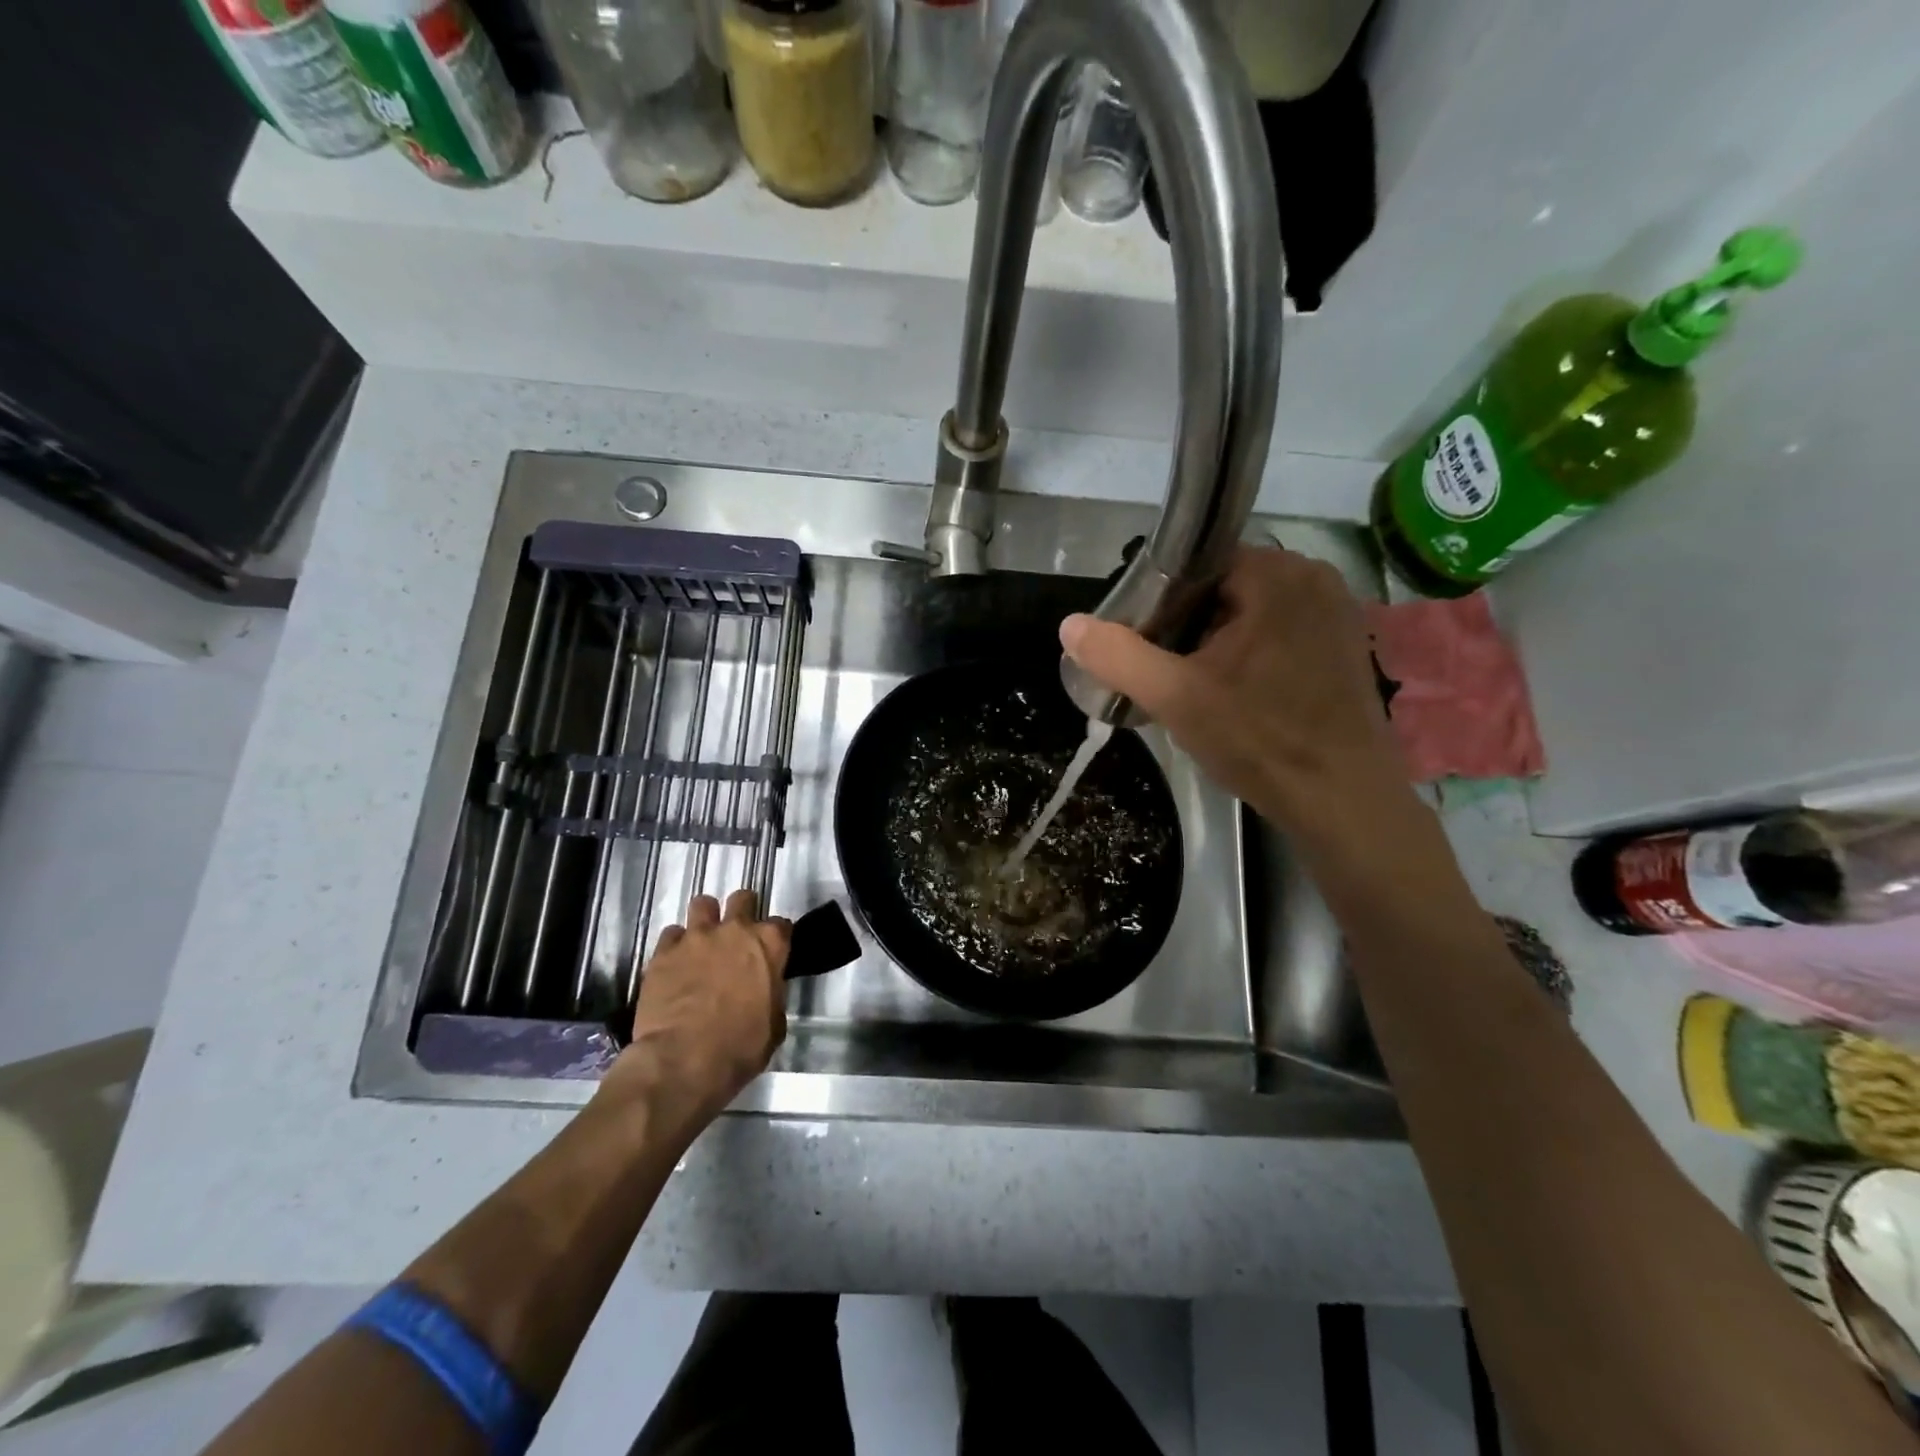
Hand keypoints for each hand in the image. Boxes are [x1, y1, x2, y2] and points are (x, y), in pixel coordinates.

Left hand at [604, 889, 790, 1127]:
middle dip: (742, 911)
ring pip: (702, 905)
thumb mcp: (774, 1025)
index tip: (771, 953)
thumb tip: (763, 993)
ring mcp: (696, 937)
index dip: (776, 939)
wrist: (684, 1060)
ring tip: (702, 942)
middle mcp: (735, 930)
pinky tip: (675, 964)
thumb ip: (771, 995)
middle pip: (742, 899)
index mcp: (769, 945)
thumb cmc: (740, 1047)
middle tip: (736, 936)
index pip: (781, 925)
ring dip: (705, 920)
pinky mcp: (664, 952)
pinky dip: (675, 946)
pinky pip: (671, 934)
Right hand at [1060, 546, 1413, 843]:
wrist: (1342, 800)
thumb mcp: (1175, 697)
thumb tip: (1070, 625)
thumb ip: (1118, 656)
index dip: (1160, 603)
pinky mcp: (1346, 647)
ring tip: (1196, 689)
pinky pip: (1281, 635)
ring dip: (1218, 644)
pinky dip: (1252, 656)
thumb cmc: (1259, 739)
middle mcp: (1314, 579)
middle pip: (1223, 590)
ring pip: (1251, 615)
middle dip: (1188, 627)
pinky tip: (1239, 697)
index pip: (1195, 566)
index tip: (1143, 644)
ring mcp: (1336, 614)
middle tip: (1165, 674)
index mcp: (1276, 575)